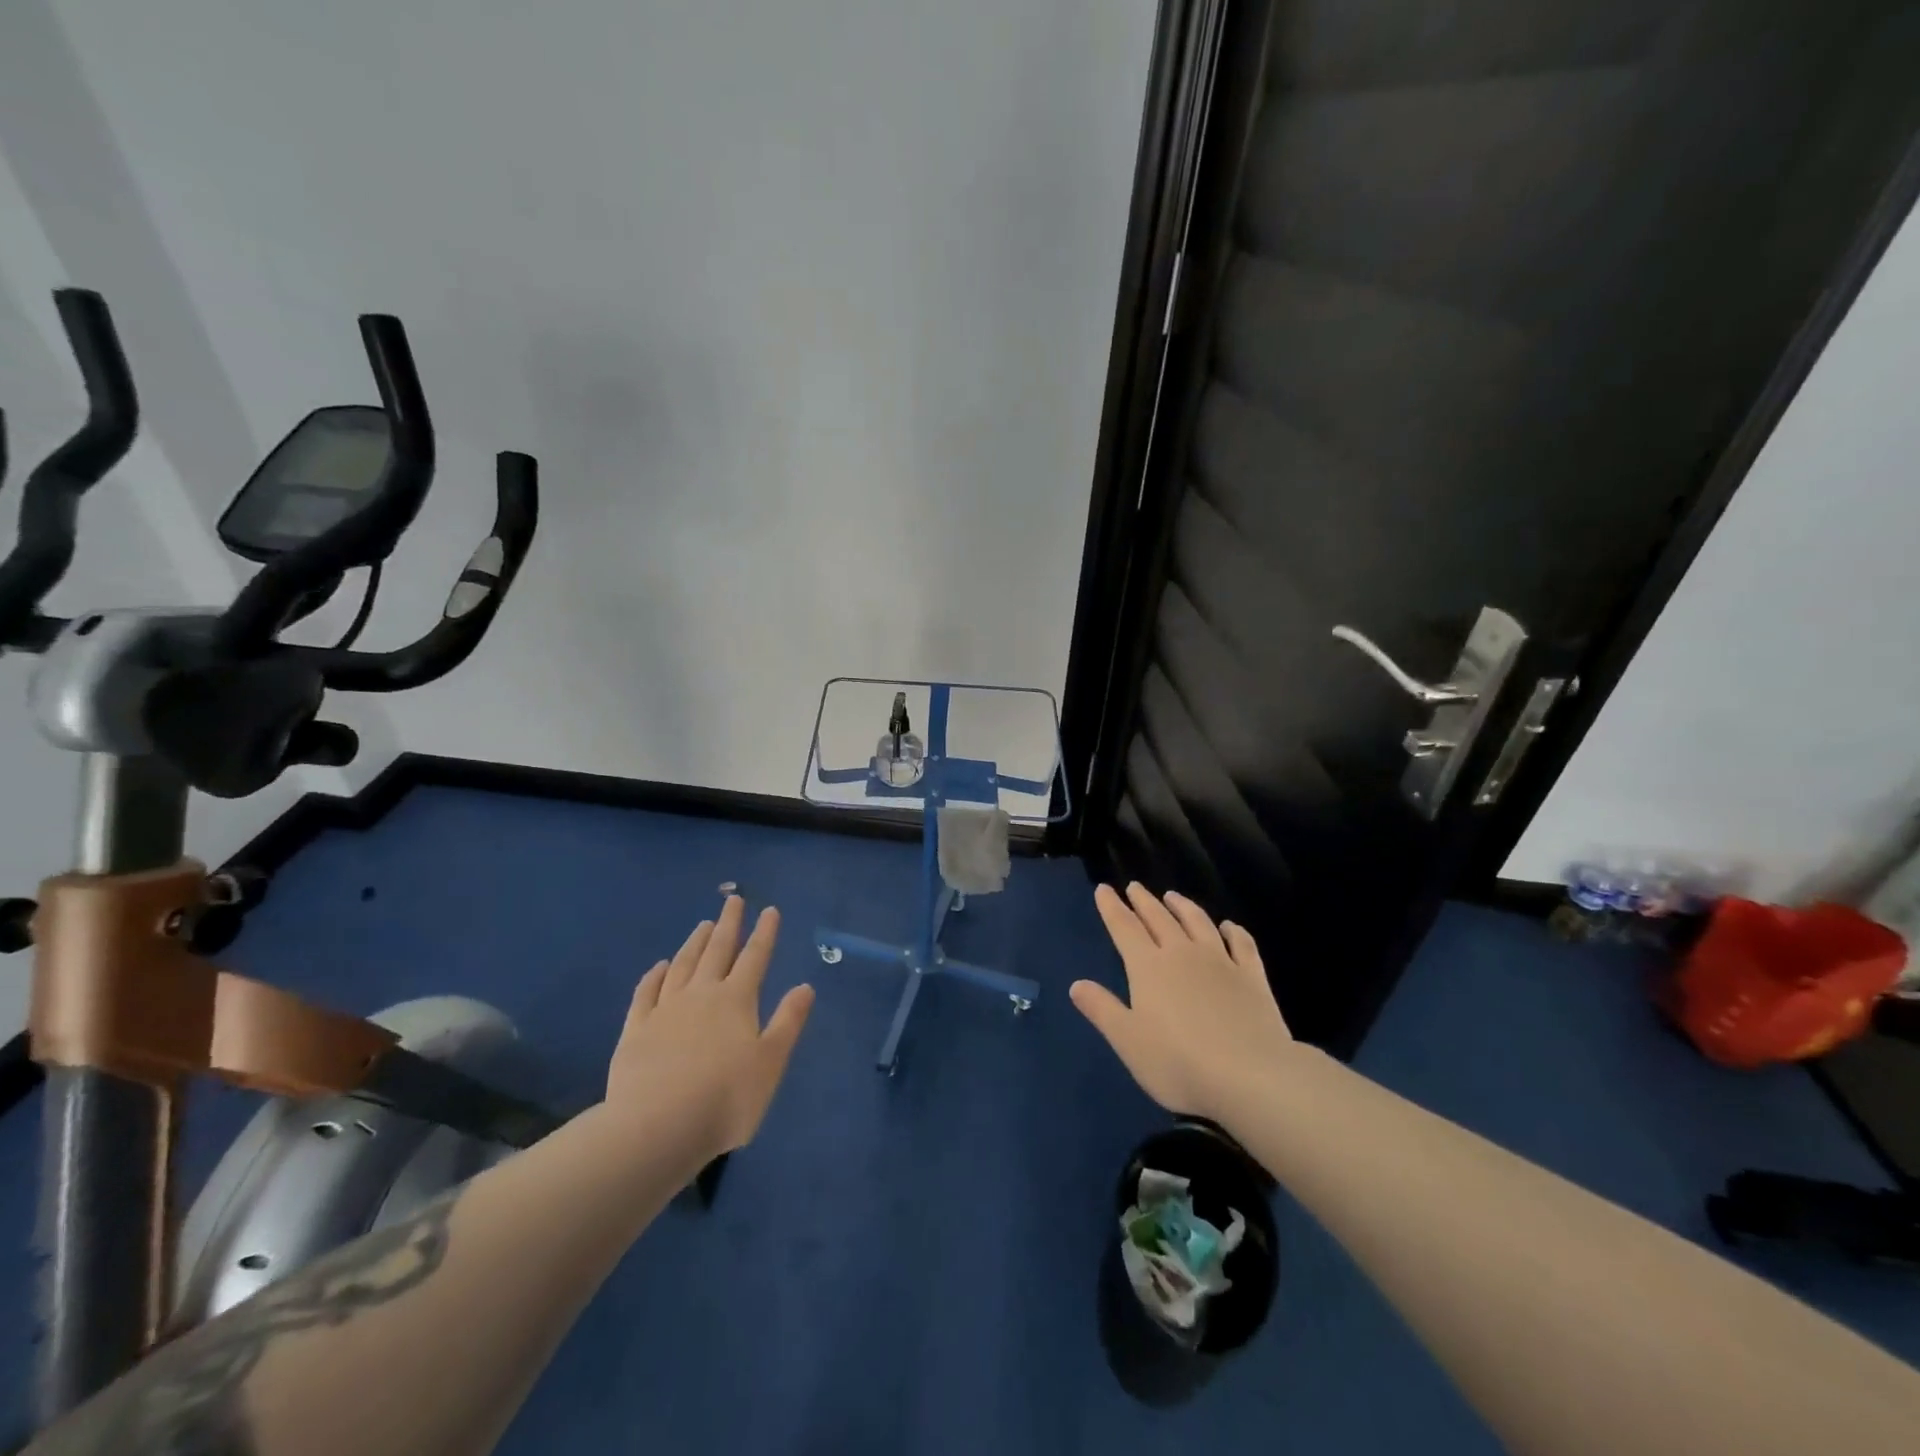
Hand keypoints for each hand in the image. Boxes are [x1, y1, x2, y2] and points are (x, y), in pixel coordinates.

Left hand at [606, 896, 814, 1162]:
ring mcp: (665, 1010)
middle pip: (717, 950)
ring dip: (695, 942)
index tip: (769, 909)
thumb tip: (805, 986)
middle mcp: (701, 994)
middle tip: (733, 900)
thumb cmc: (725, 1098)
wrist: (656, 1127)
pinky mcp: (636, 1030)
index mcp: (736, 1000)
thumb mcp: (770, 1062)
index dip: (764, 932)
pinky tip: (660, 966)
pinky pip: (646, 992)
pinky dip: (655, 975)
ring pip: (683, 965)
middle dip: (728, 924)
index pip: (755, 957)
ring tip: (702, 924)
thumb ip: (788, 1022)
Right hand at [1070, 883, 1294, 1126]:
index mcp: (1148, 967)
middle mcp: (1182, 954)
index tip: (1104, 889)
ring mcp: (1221, 962)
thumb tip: (1076, 984)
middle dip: (1143, 901)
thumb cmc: (1179, 1062)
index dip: (1112, 907)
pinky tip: (1229, 926)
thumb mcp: (1128, 1041)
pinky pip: (1241, 944)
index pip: (1124, 928)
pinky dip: (1233, 931)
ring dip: (1183, 906)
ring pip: (1198, 922)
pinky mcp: (1252, 977)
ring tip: (1173, 896)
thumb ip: (1102, 1010)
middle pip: (1159, 918)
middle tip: (1134, 886)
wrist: (1251, 1075)